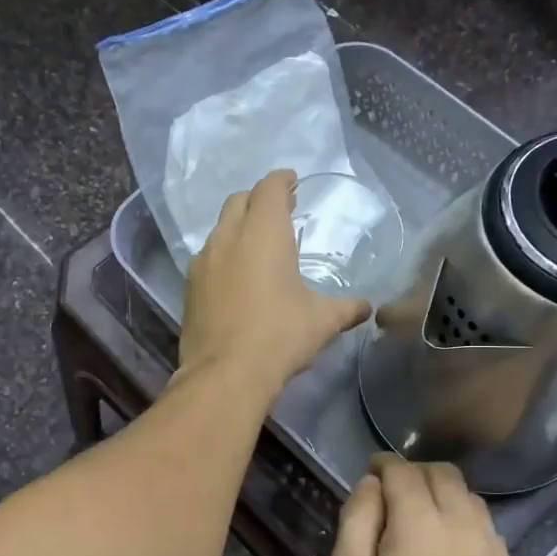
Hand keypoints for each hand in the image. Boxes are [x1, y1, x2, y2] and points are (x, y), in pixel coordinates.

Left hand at [179, 170, 370, 395]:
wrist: (225, 374)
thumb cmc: (279, 336)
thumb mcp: (322, 321)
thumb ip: (346, 308)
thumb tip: (367, 308)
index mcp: (263, 233)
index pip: (269, 189)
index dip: (282, 181)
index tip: (292, 182)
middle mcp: (228, 238)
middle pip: (239, 201)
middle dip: (258, 199)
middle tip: (279, 211)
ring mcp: (203, 262)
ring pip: (219, 229)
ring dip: (238, 227)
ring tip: (257, 244)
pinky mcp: (189, 288)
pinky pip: (207, 258)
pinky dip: (223, 255)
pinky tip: (236, 276)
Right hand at [327, 454, 522, 555]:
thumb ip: (356, 521)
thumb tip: (371, 485)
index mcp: (421, 522)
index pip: (403, 470)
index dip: (383, 463)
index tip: (370, 471)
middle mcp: (464, 524)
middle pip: (444, 474)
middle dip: (415, 473)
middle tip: (393, 493)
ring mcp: (494, 550)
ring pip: (470, 498)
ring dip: (443, 495)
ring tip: (421, 520)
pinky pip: (487, 529)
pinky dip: (464, 523)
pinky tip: (449, 552)